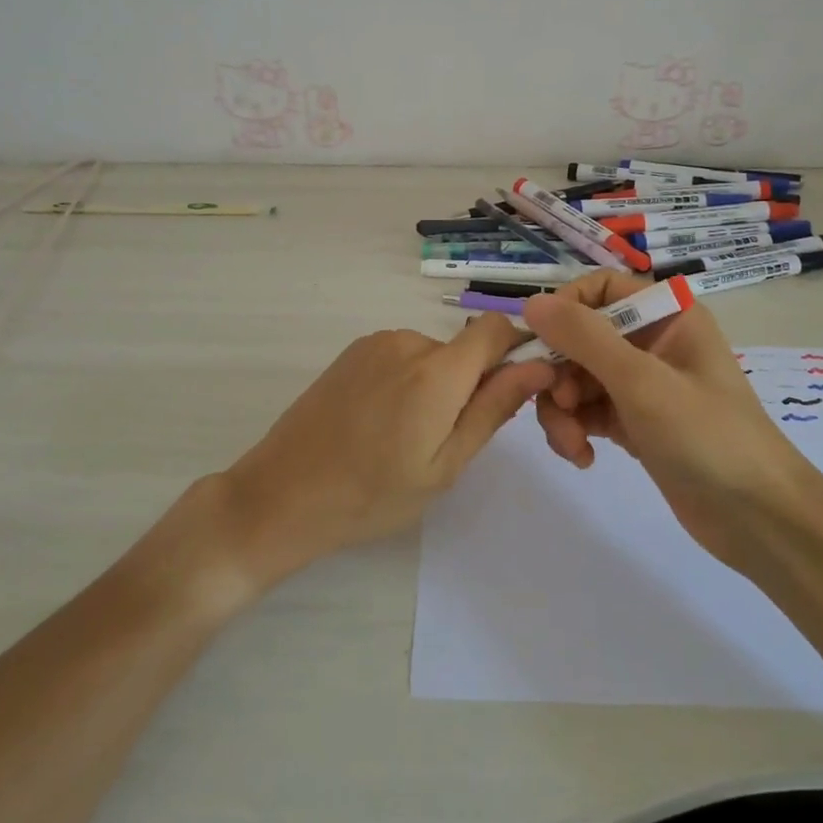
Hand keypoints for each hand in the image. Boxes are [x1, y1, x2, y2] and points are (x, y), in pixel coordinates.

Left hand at [218, 316, 553, 584]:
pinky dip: (405, 381)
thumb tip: (540, 367)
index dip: (512, 352)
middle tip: (442, 440)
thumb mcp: (444, 465)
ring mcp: (374, 344)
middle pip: (462, 348)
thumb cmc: (372, 494)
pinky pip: (400, 356)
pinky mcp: (351, 352)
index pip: (495, 328)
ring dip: (434, 385)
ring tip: (403, 437)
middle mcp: (407, 341)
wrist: (282, 494)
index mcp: (436, 371)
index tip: (504, 394)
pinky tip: (378, 423)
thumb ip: (493, 409)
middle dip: (467, 384)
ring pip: (431, 355)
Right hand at [522, 272, 822, 570]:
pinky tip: (582, 457)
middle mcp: (652, 342)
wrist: (758, 519)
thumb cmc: (707, 436)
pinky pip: (588, 411)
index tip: (539, 344)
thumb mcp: (641, 381)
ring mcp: (642, 385)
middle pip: (581, 338)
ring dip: (563, 409)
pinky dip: (576, 430)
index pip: (601, 289)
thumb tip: (531, 303)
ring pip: (578, 378)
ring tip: (572, 445)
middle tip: (560, 407)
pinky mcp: (635, 423)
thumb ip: (584, 338)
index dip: (565, 310)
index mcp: (667, 315)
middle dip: (560, 374)